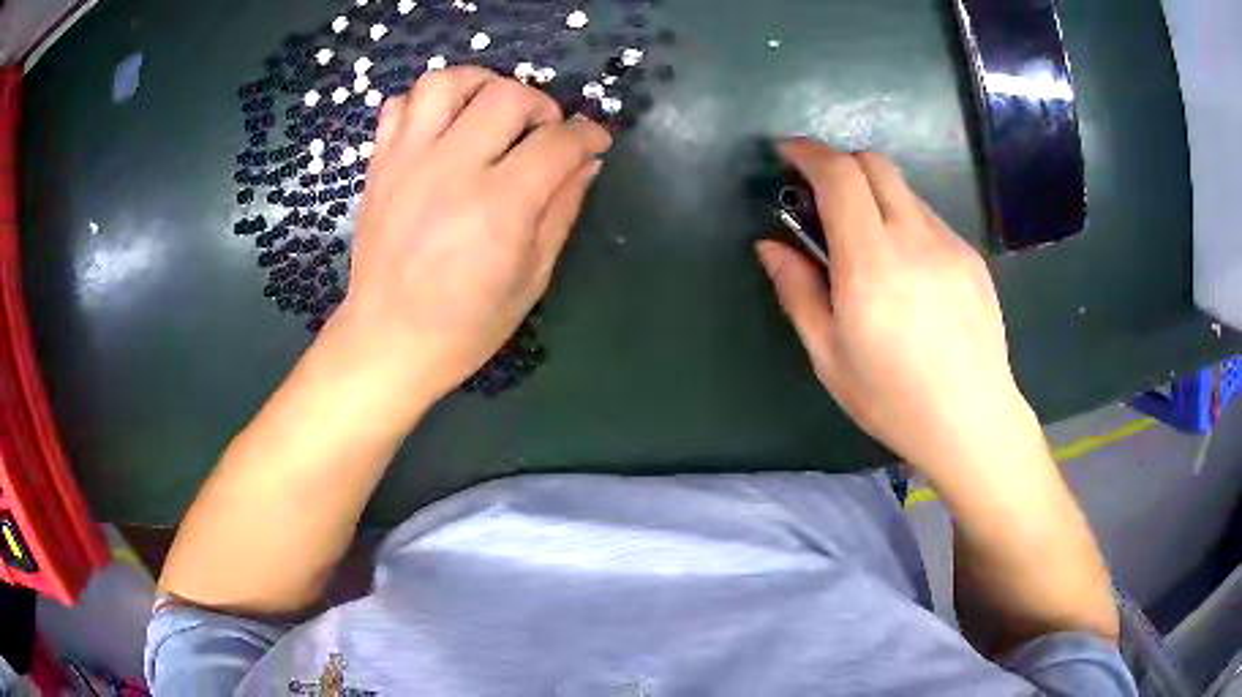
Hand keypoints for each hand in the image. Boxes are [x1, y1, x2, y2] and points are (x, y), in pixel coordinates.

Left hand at [336, 67, 611, 400]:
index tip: (595, 141)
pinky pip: (400, 104)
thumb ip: (562, 210)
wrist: (388, 341)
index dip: (588, 134)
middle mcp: (451, 170)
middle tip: (544, 132)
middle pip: (507, 96)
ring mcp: (407, 162)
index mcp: (498, 207)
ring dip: (481, 84)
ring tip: (492, 110)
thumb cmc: (466, 326)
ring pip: (446, 82)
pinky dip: (428, 103)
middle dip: (541, 105)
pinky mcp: (380, 165)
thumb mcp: (532, 278)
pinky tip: (444, 127)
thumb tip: (586, 163)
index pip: (557, 142)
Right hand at [757, 139, 1037, 475]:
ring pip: (904, 190)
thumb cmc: (892, 398)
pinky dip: (904, 221)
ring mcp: (949, 244)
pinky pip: (929, 219)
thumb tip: (770, 245)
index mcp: (872, 263)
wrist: (971, 420)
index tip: (787, 154)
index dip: (809, 153)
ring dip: (874, 195)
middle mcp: (915, 238)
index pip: (840, 175)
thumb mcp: (828, 355)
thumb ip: (797, 290)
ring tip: (867, 244)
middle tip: (821, 196)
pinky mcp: (971, 257)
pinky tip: (906, 270)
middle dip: (840, 163)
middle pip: (875, 164)